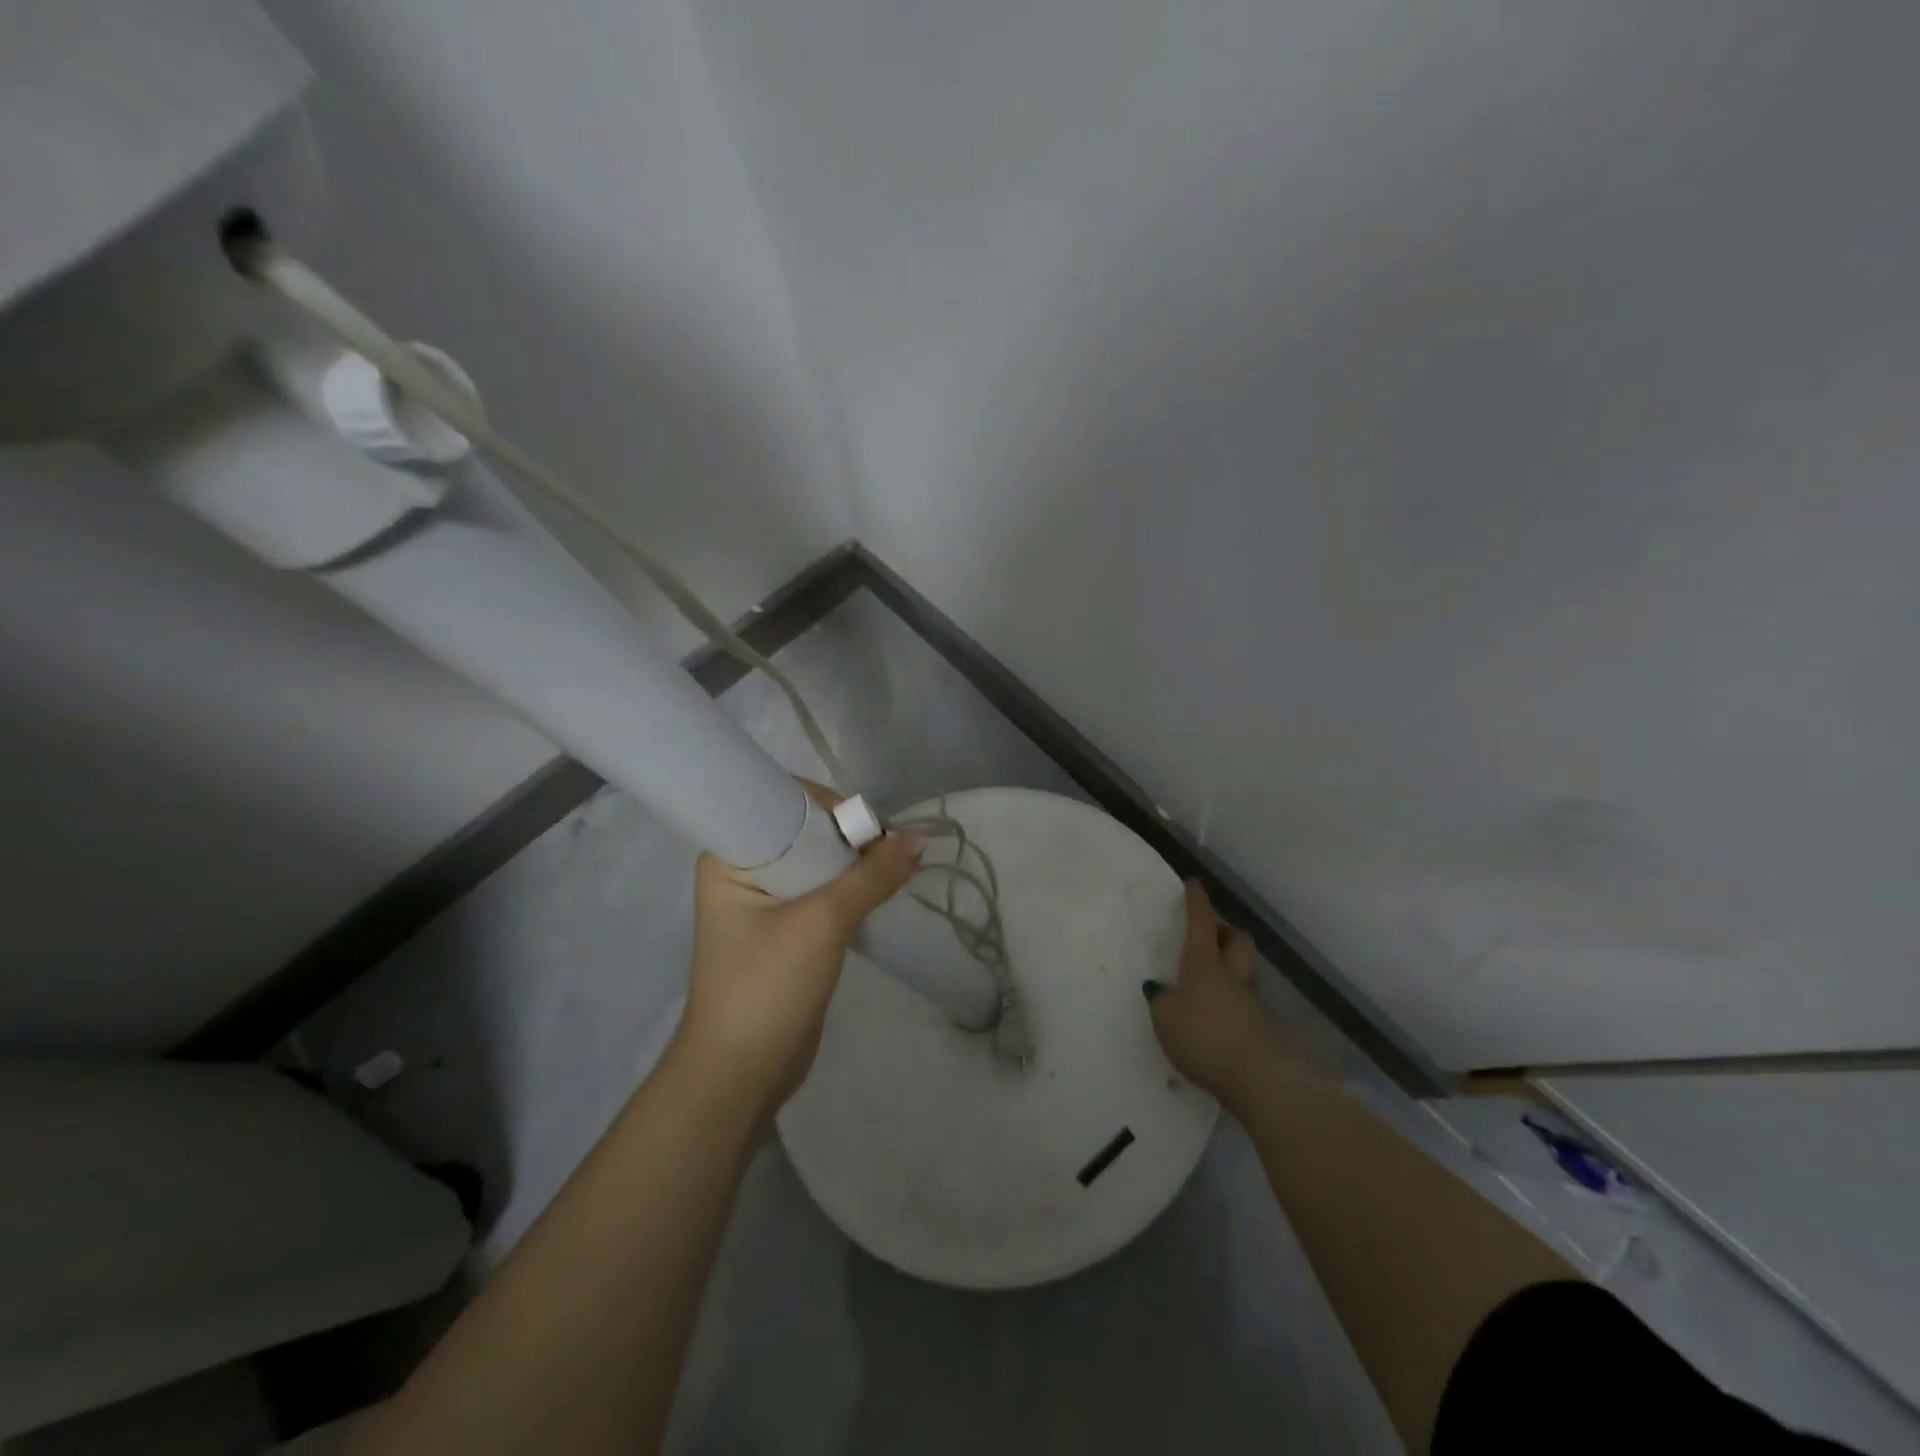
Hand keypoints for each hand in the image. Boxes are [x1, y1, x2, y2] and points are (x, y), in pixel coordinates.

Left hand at [673, 784, 922, 1123]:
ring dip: (857, 864)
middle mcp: (746, 869)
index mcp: (731, 855)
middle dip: (850, 836)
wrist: (742, 1073)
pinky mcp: (789, 927)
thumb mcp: (822, 923)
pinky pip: (826, 890)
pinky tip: (885, 890)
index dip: (828, 805)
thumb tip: (918, 840)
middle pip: (807, 830)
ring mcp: (767, 900)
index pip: (781, 801)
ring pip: (821, 862)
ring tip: (895, 870)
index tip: (868, 827)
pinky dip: (855, 888)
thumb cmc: (766, 986)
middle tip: (890, 852)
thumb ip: (871, 877)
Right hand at [1145, 881, 1284, 1111]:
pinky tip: (1212, 1019)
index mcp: (1203, 963)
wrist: (1259, 1079)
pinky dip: (1227, 1003)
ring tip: (1202, 983)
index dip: (1196, 901)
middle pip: (1235, 940)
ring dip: (1226, 968)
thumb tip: (1162, 988)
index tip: (1194, 883)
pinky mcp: (1259, 1029)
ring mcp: (1249, 1002)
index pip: (1200, 922)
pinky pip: (1240, 1003)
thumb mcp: (1166, 1018)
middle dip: (1223, 931)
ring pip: (1240, 970)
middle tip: (1207, 934)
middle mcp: (1230, 975)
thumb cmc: (1205, 1037)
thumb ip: (1162, 1000)